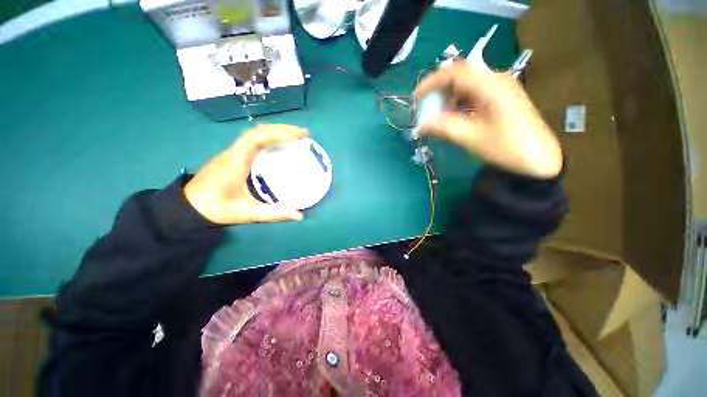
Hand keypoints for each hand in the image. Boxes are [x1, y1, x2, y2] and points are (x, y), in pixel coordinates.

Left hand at [184, 125, 308, 224]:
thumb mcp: (247, 214)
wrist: (188, 206)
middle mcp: (233, 152)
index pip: (256, 139)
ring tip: (295, 135)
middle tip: (304, 133)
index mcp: (236, 162)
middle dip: (282, 129)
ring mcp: (232, 152)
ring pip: (254, 133)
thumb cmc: (217, 208)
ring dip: (276, 130)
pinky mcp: (232, 155)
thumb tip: (299, 216)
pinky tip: (279, 143)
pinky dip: (269, 137)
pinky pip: (252, 140)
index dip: (278, 134)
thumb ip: (274, 214)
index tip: (298, 136)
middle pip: (257, 131)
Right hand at [415, 63, 561, 178]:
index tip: (416, 97)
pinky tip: (454, 118)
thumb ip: (443, 128)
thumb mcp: (471, 137)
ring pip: (466, 87)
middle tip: (426, 109)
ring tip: (438, 117)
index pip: (455, 72)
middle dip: (439, 92)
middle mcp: (496, 81)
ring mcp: (500, 89)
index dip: (432, 83)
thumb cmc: (506, 148)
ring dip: (449, 100)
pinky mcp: (501, 99)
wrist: (539, 160)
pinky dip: (459, 105)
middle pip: (461, 77)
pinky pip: (474, 95)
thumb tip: (420, 126)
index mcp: (491, 86)